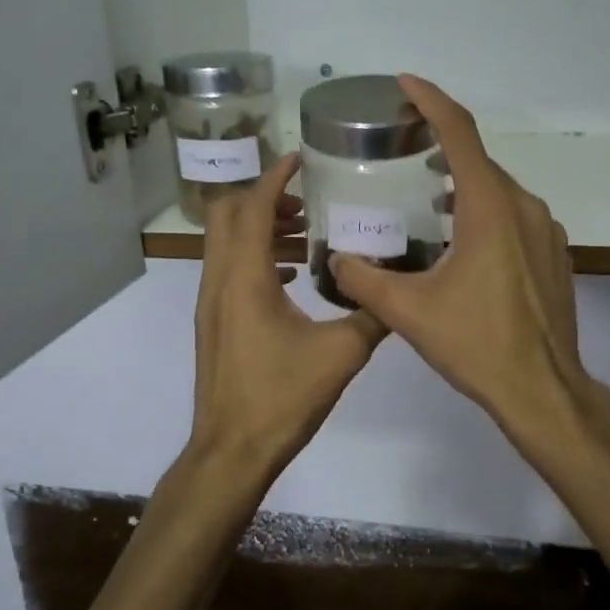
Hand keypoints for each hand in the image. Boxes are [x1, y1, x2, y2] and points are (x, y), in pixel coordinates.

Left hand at [187, 155, 387, 482]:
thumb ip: (373, 315)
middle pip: (228, 215)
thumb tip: (398, 287)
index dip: (275, 177)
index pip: (254, 207)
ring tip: (306, 236)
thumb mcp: (341, 353)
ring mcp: (210, 302)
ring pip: (226, 243)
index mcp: (245, 278)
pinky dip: (255, 257)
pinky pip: (228, 270)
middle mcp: (220, 280)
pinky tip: (292, 278)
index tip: (300, 159)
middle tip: (306, 202)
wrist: (231, 450)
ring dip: (260, 228)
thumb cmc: (282, 397)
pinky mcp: (213, 322)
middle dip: (264, 197)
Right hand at [328, 77, 598, 453]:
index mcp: (489, 206)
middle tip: (403, 147)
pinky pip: (514, 214)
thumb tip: (337, 260)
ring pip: (498, 189)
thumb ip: (364, 280)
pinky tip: (463, 238)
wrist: (542, 388)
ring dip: (463, 182)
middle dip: (441, 145)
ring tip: (427, 194)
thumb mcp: (408, 312)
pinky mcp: (553, 253)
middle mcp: (523, 206)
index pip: (459, 132)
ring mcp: (545, 229)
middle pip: (478, 159)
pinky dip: (485, 209)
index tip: (405, 83)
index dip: (430, 100)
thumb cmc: (476, 344)